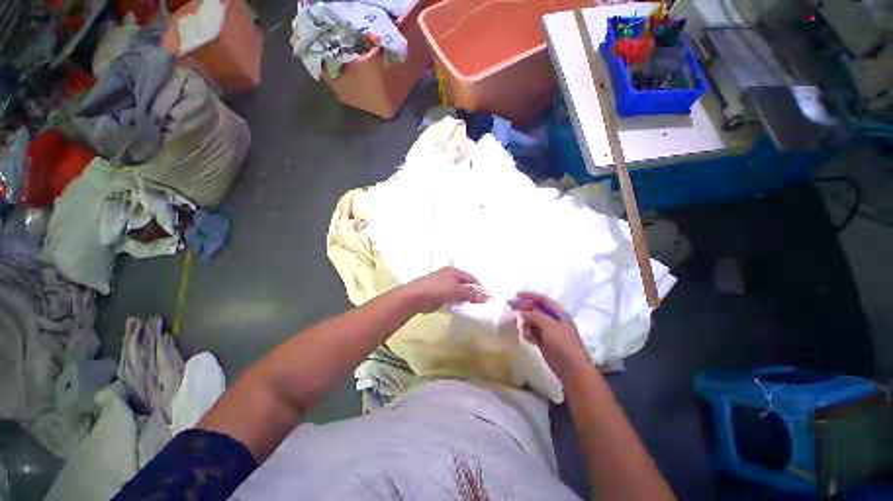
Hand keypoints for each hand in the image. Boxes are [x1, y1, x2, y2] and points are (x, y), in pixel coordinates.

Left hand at [404, 267, 487, 313]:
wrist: (417, 296)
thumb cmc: (438, 289)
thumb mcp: (456, 289)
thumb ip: (471, 293)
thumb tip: (486, 296)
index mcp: (454, 271)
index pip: (471, 278)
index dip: (479, 287)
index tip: (487, 298)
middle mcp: (450, 277)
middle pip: (465, 285)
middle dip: (473, 294)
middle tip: (481, 305)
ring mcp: (443, 286)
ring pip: (459, 293)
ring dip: (465, 300)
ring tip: (473, 308)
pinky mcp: (439, 295)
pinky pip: (452, 299)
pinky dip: (457, 303)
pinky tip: (462, 310)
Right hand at [510, 292, 591, 380]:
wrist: (571, 368)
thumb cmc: (562, 343)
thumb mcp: (548, 325)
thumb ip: (534, 315)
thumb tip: (523, 313)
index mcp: (558, 313)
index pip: (542, 300)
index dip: (529, 296)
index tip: (516, 295)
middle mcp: (553, 320)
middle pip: (535, 310)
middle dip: (524, 308)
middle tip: (510, 307)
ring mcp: (549, 331)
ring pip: (532, 322)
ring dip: (526, 324)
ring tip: (526, 331)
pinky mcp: (544, 342)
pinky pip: (532, 333)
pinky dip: (529, 334)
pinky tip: (529, 339)